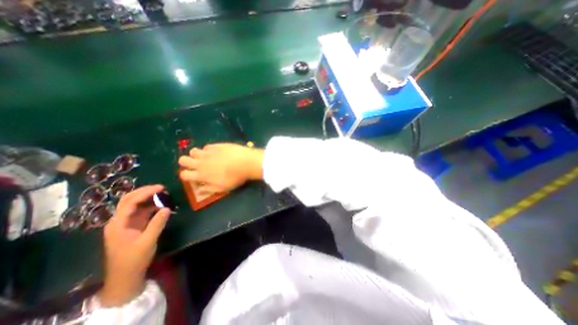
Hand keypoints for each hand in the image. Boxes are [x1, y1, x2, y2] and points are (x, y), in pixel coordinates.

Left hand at [95, 185, 169, 307]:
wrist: (125, 276)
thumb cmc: (134, 260)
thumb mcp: (147, 241)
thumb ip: (157, 224)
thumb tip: (166, 208)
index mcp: (118, 224)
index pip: (130, 202)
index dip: (145, 193)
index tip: (161, 188)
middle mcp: (119, 221)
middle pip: (128, 200)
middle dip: (144, 191)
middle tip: (160, 188)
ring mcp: (125, 223)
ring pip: (134, 205)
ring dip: (147, 198)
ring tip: (162, 194)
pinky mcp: (133, 226)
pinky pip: (141, 211)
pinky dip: (150, 206)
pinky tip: (160, 205)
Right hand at [179, 143, 262, 194]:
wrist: (246, 162)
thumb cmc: (235, 178)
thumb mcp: (223, 188)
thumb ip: (209, 189)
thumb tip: (199, 191)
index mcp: (202, 175)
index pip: (184, 174)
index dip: (185, 175)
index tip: (191, 176)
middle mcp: (201, 162)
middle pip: (183, 160)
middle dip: (186, 163)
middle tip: (195, 165)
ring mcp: (208, 152)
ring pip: (193, 151)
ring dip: (196, 155)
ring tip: (205, 158)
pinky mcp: (216, 145)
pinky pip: (206, 146)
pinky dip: (208, 150)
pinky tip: (215, 152)